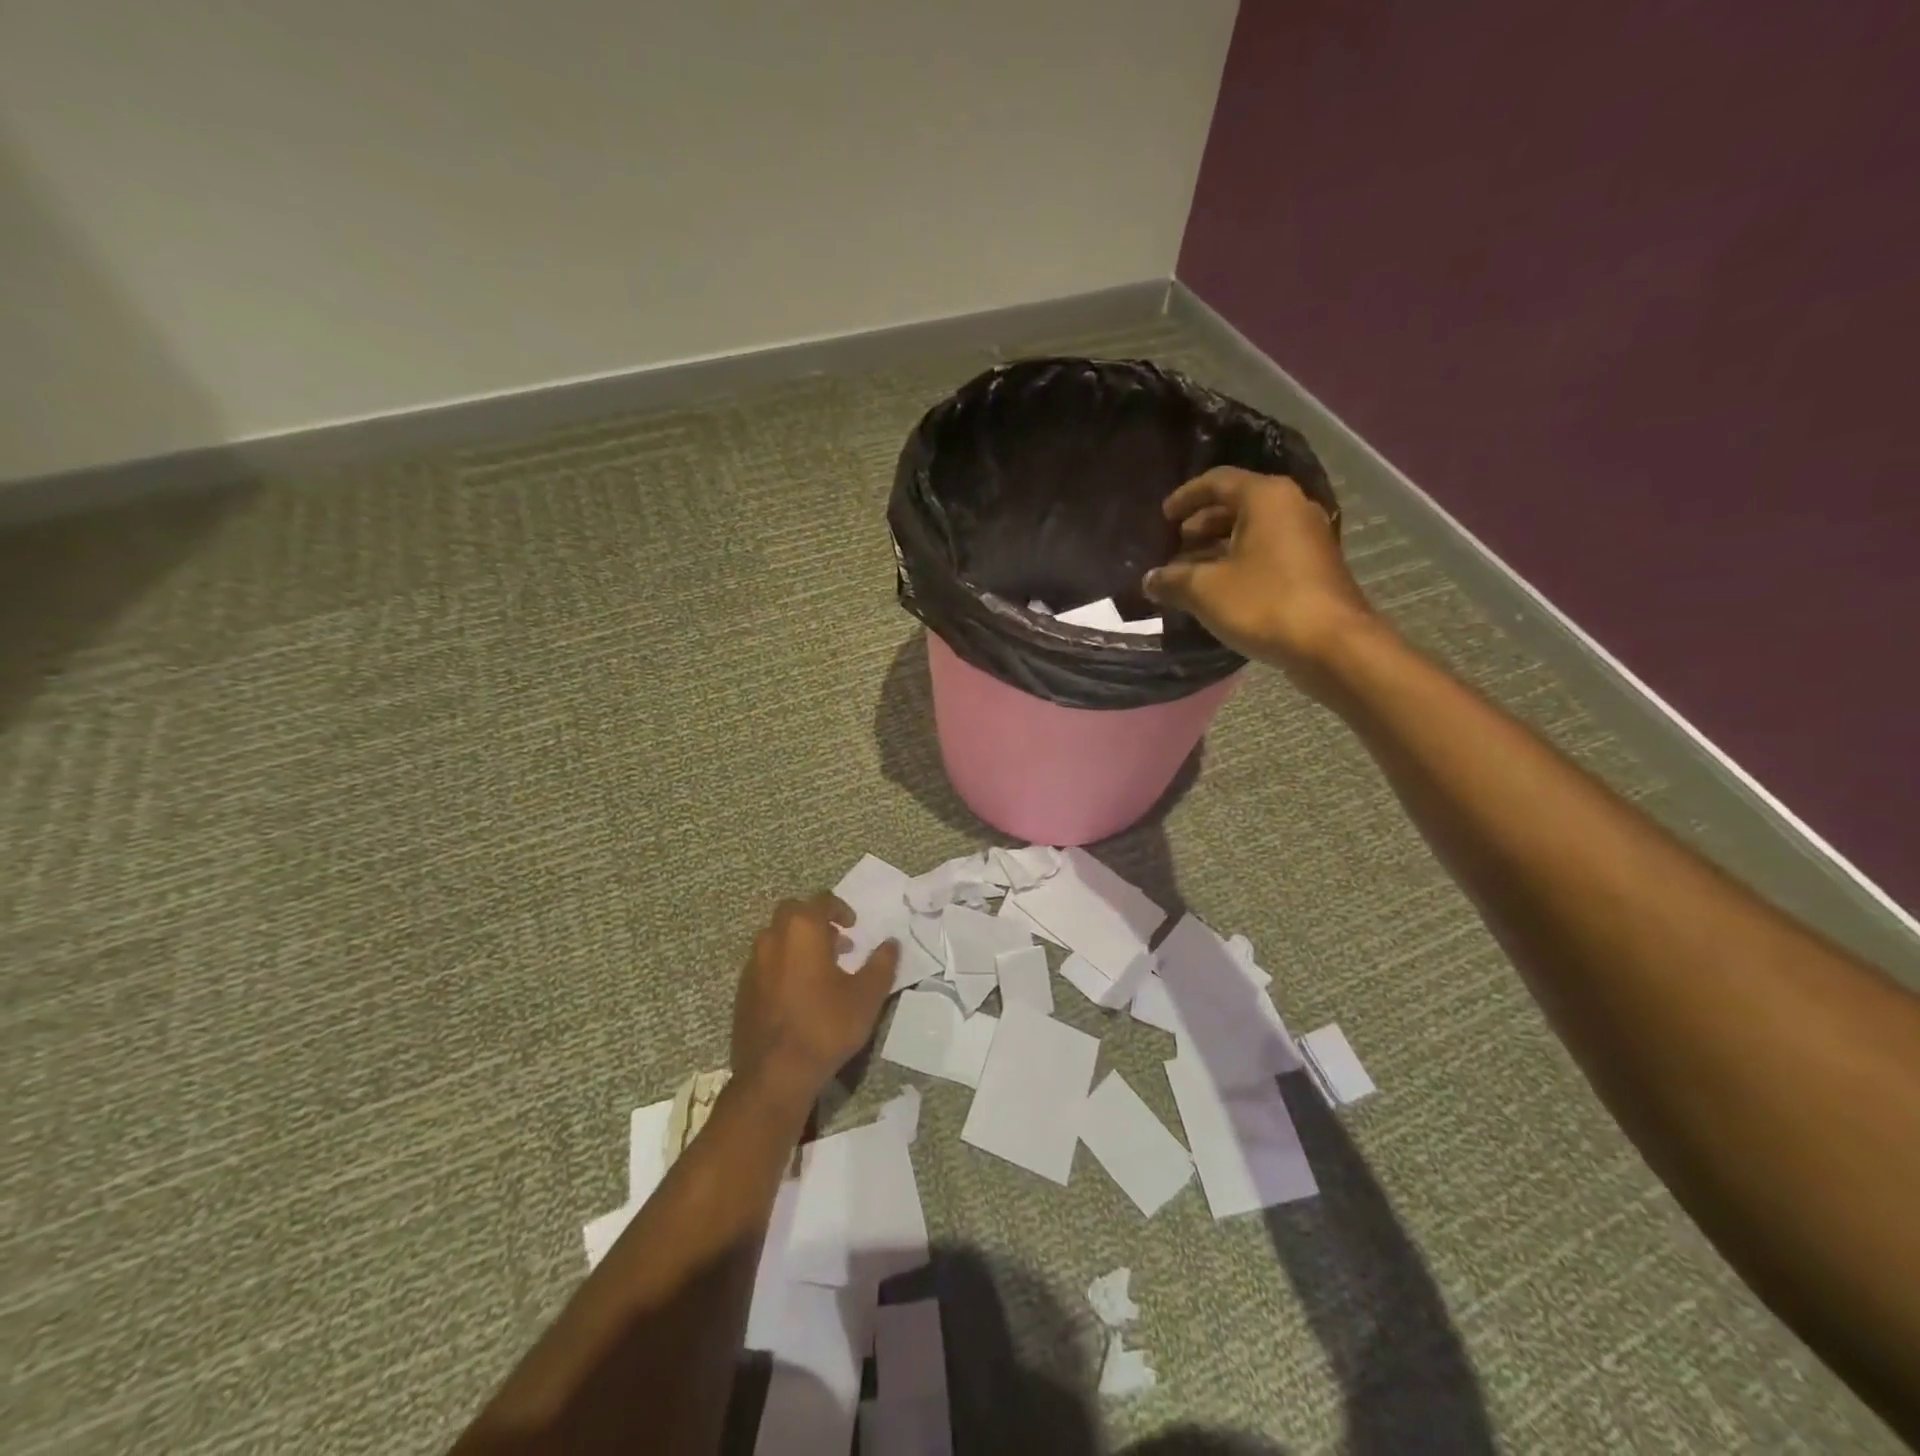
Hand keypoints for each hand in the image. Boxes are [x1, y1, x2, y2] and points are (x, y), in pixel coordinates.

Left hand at [730, 894, 898, 1122]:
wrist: (775, 1075)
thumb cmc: (826, 1027)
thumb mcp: (866, 996)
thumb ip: (881, 964)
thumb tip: (891, 943)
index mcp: (802, 930)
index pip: (821, 901)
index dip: (840, 909)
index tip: (854, 926)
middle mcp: (772, 939)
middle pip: (792, 913)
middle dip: (815, 920)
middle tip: (836, 942)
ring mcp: (753, 964)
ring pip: (775, 937)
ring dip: (797, 942)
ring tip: (820, 967)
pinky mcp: (742, 990)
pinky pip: (765, 963)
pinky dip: (782, 964)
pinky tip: (798, 992)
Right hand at [1143, 467, 1379, 685]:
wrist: (1331, 644)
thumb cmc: (1264, 603)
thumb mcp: (1205, 591)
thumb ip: (1172, 580)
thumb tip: (1149, 580)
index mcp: (1266, 498)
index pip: (1217, 481)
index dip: (1185, 497)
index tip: (1163, 517)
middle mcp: (1291, 507)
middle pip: (1237, 504)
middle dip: (1202, 524)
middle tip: (1175, 547)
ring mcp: (1307, 537)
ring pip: (1253, 531)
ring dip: (1219, 547)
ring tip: (1190, 572)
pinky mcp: (1314, 566)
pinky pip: (1268, 552)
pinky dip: (1240, 562)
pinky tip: (1220, 590)